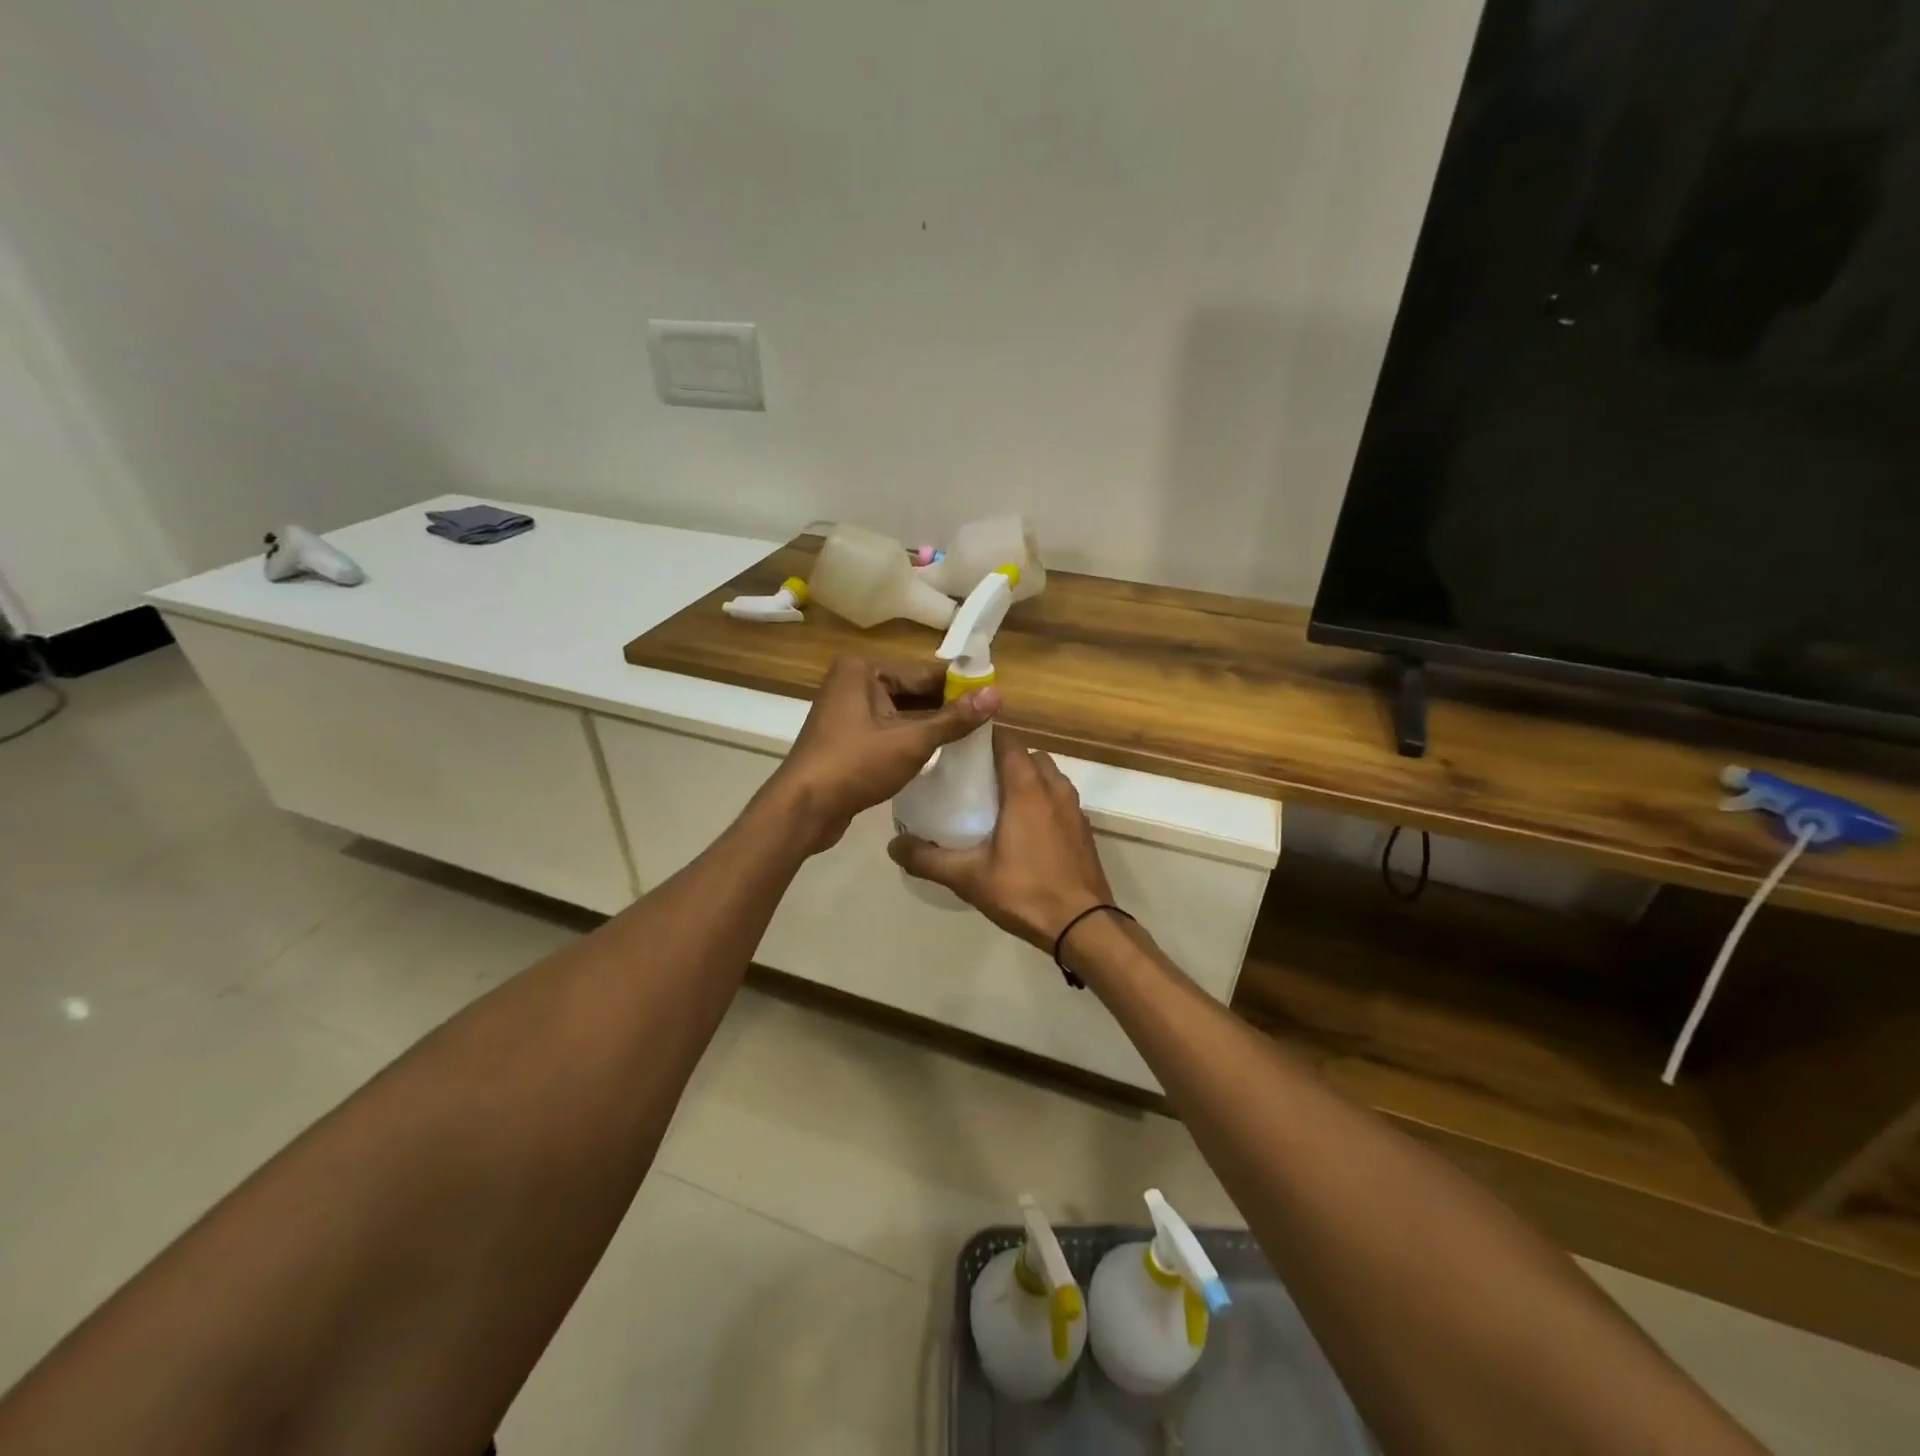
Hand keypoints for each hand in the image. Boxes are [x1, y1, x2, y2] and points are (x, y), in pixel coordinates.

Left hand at [770, 656, 999, 852]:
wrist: (804, 809)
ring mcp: (847, 710)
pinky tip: (939, 753)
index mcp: (863, 669)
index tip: (993, 699)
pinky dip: (911, 739)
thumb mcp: (911, 741)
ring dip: (931, 726)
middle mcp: (852, 682)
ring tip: (971, 739)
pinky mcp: (848, 737)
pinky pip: (888, 730)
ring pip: (902, 713)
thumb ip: (954, 719)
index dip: (960, 687)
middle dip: (946, 708)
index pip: (925, 672)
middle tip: (987, 724)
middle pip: (913, 691)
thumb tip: (996, 694)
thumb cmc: (855, 766)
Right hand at [888, 733, 1115, 951]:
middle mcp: (1054, 788)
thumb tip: (893, 846)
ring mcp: (1074, 809)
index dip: (984, 738)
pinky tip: (1023, 829)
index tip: (960, 748)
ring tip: (997, 802)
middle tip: (974, 777)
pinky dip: (1042, 800)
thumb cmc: (1025, 891)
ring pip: (1048, 776)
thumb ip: (928, 859)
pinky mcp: (1083, 829)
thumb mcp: (968, 877)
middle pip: (1028, 755)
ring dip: (1025, 779)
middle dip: (1003, 758)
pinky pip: (1059, 799)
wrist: (1084, 926)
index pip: (1007, 741)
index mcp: (1027, 788)